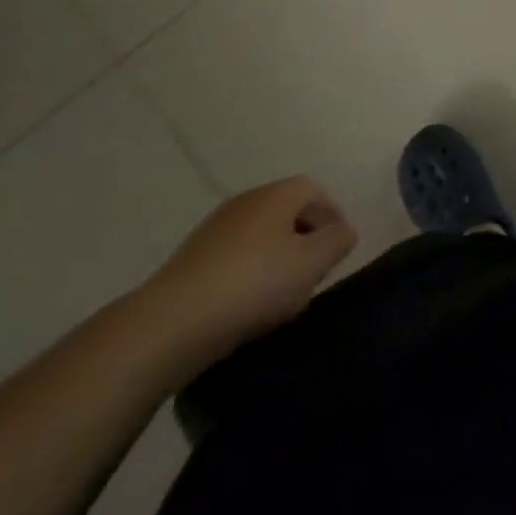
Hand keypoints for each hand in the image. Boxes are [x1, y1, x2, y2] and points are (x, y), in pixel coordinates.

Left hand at [140, 177, 356, 371]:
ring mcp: (214, 229)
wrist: (171, 323)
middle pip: (287, 211)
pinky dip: (248, 274)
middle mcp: (246, 200)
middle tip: (315, 272)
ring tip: (282, 295)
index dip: (332, 216)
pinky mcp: (190, 260)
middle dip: (305, 237)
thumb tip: (344, 231)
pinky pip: (234, 258)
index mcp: (277, 194)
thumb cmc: (253, 284)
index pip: (315, 190)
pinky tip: (247, 306)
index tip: (339, 249)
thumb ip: (337, 242)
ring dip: (276, 258)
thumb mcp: (311, 263)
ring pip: (260, 235)